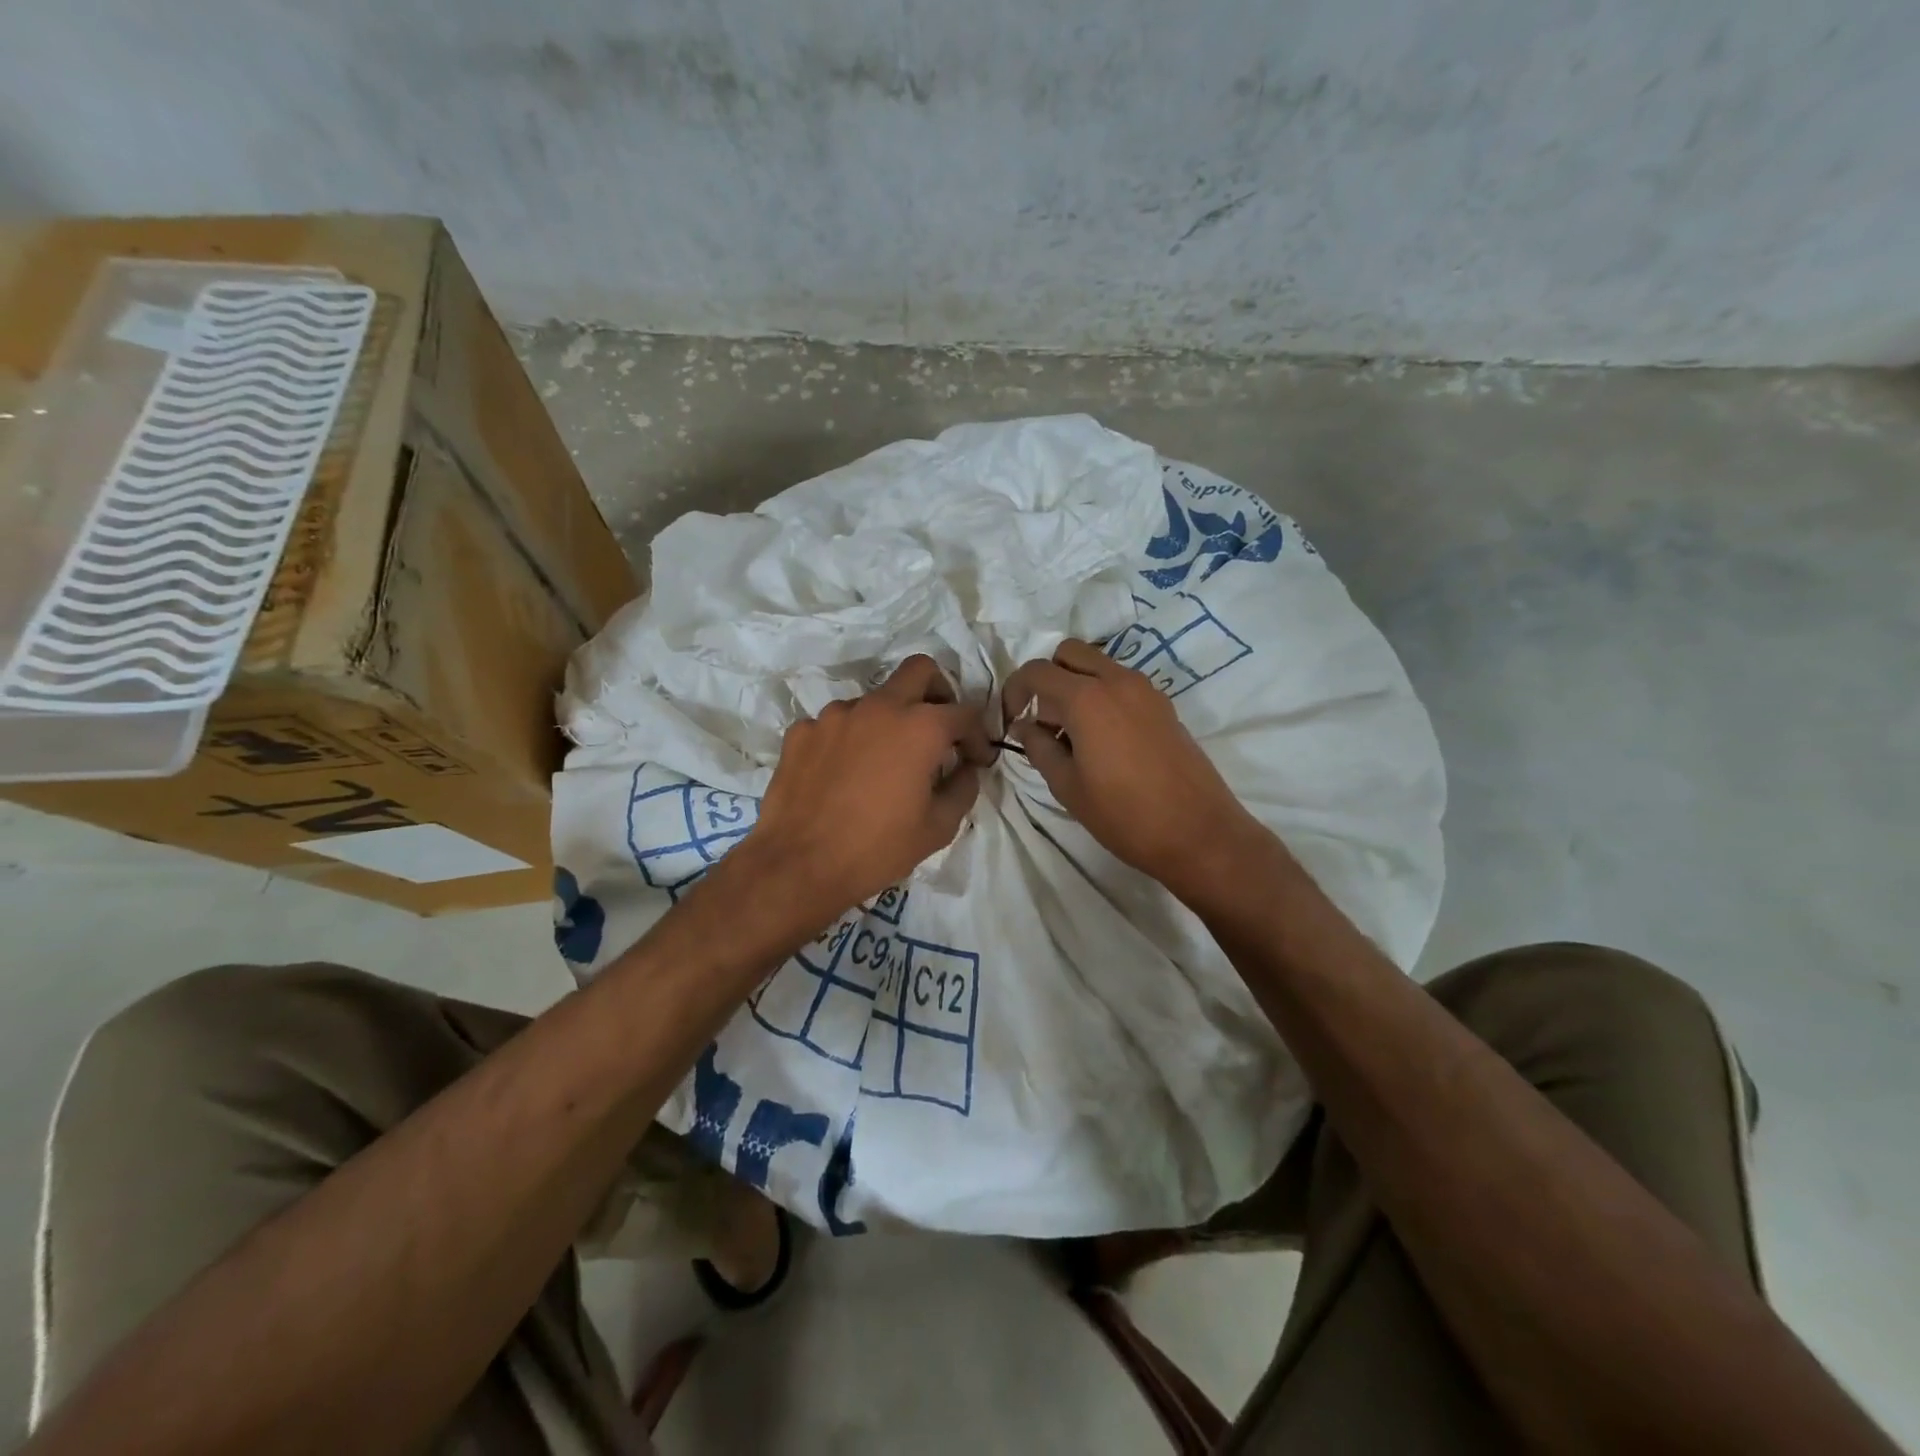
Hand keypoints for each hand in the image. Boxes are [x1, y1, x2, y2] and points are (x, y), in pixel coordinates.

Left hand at [738, 655, 994, 923]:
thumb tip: (965, 768)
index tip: (976, 759)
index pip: (964, 713)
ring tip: (883, 763)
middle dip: (938, 692)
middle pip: (919, 671)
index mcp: (920, 727)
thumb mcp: (938, 827)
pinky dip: (849, 740)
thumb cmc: (878, 848)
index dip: (978, 736)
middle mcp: (879, 707)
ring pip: (874, 700)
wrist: (799, 865)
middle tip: (938, 729)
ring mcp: (835, 715)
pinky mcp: (802, 731)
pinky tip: (844, 774)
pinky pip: (836, 724)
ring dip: (888, 721)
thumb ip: (962, 788)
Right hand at [1004, 639, 1264, 898]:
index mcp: (1087, 698)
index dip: (1014, 691)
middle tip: (1043, 721)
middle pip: (1069, 653)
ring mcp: (1146, 690)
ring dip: (1075, 686)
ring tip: (1072, 736)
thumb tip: (1025, 727)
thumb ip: (1038, 748)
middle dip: (1047, 679)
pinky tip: (1102, 741)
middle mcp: (1117, 681)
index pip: (1037, 671)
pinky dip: (1101, 695)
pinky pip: (1121, 683)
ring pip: (1098, 665)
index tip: (1011, 722)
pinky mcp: (1164, 705)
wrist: (1199, 833)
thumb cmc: (1124, 815)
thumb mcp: (1067, 787)